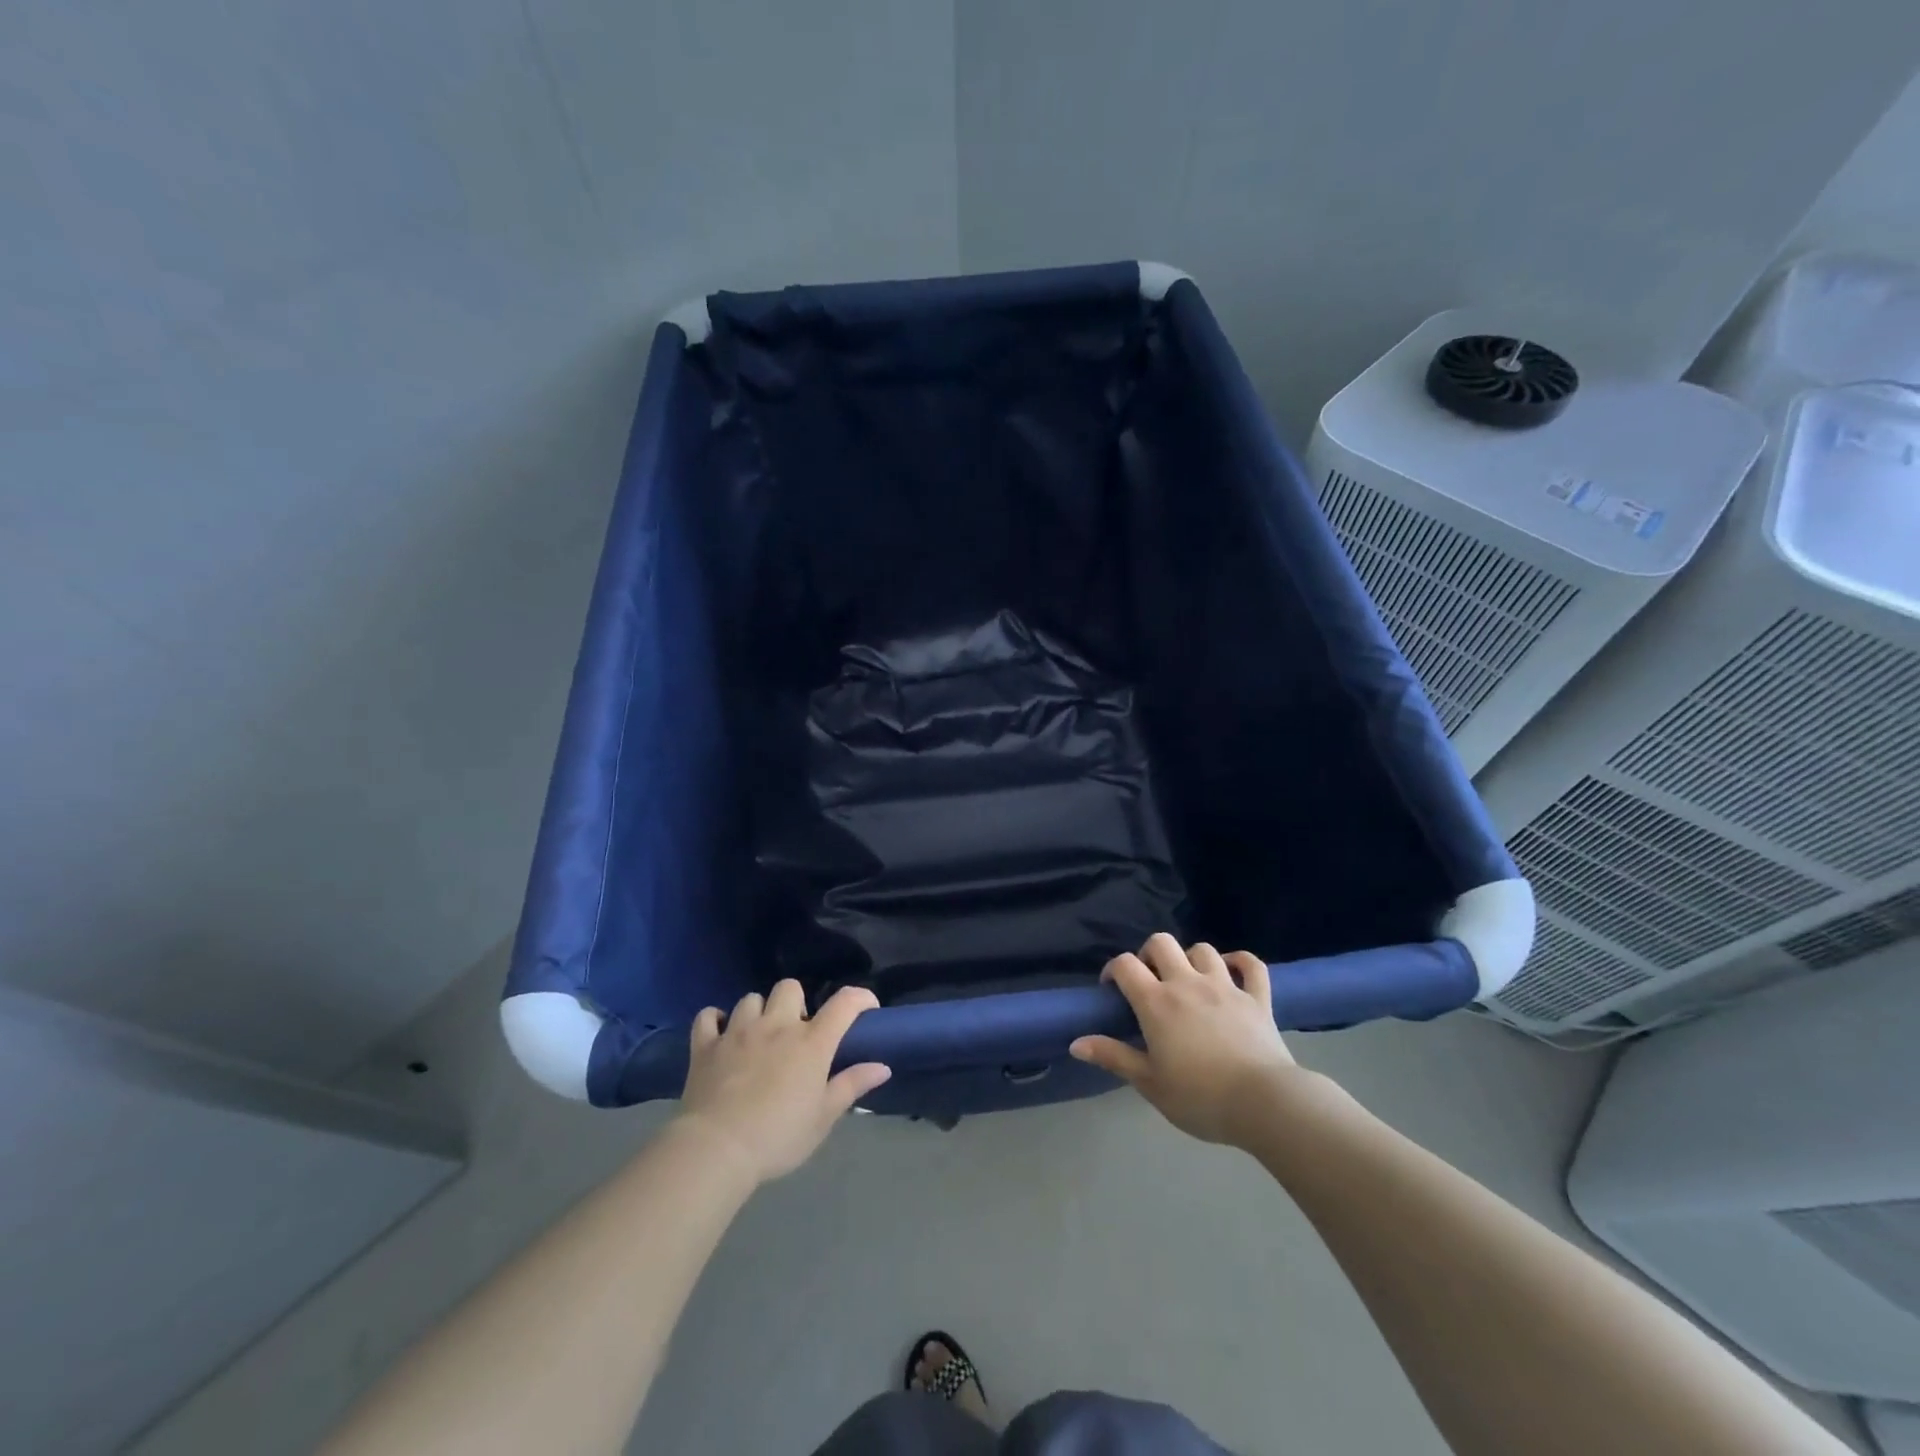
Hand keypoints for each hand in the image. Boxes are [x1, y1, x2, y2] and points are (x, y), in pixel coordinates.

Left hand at [677, 981, 890, 1184]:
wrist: (716, 1150)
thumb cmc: (777, 1137)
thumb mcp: (822, 1118)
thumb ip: (851, 1086)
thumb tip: (882, 1067)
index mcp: (810, 1043)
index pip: (844, 1003)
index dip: (860, 997)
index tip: (867, 1007)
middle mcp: (776, 1026)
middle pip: (789, 987)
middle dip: (796, 1002)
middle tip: (795, 1032)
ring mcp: (738, 1032)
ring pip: (750, 999)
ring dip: (758, 1012)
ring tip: (758, 1036)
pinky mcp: (705, 1045)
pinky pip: (708, 1016)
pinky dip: (715, 1020)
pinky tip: (721, 1034)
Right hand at [1070, 933, 1300, 1145]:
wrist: (1264, 1104)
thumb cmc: (1200, 1097)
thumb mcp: (1149, 1083)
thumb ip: (1113, 1057)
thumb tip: (1075, 1043)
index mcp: (1157, 1003)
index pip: (1125, 965)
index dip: (1113, 970)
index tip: (1112, 990)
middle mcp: (1187, 983)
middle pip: (1162, 943)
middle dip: (1150, 954)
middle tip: (1150, 980)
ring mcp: (1225, 986)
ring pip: (1203, 949)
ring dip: (1191, 958)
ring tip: (1188, 979)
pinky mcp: (1257, 998)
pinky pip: (1251, 965)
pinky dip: (1240, 961)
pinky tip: (1232, 969)